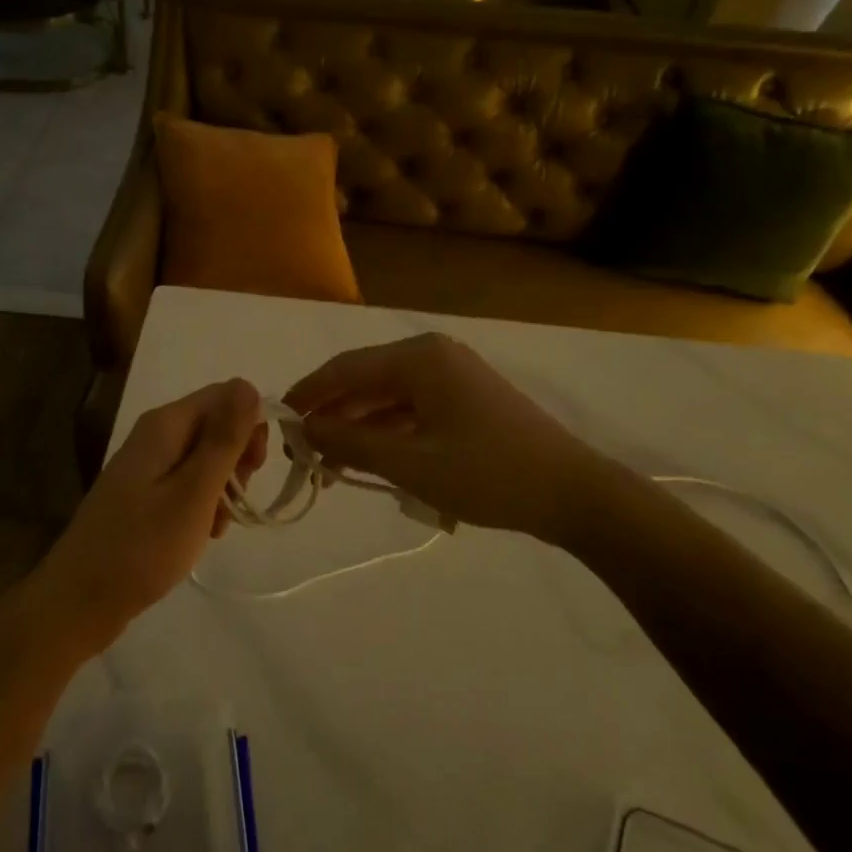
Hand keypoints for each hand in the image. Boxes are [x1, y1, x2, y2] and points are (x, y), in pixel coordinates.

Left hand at [37, 379, 265, 653]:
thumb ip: (224, 439)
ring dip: (224, 485)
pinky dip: (204, 502)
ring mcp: (147, 463)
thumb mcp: (194, 492)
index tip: (255, 468)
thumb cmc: (142, 547)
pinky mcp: (144, 491)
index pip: (226, 395)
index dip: (250, 424)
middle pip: (216, 424)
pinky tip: (203, 532)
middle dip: (238, 458)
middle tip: (238, 499)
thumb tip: (248, 385)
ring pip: (205, 456)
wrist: (81, 600)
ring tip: (217, 525)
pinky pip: (188, 481)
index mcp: (165, 424)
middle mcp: (155, 434)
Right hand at [284, 333, 629, 545]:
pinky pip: (412, 411)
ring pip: (387, 398)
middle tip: (303, 452)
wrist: (573, 494)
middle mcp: (433, 357)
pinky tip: (369, 461)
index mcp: (419, 358)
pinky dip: (387, 433)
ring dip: (358, 428)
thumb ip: (350, 442)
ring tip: (329, 465)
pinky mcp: (466, 401)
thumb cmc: (488, 473)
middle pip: (365, 381)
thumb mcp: (410, 463)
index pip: (345, 369)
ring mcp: (453, 378)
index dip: (308, 394)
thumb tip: (304, 429)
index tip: (278, 421)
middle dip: (332, 415)